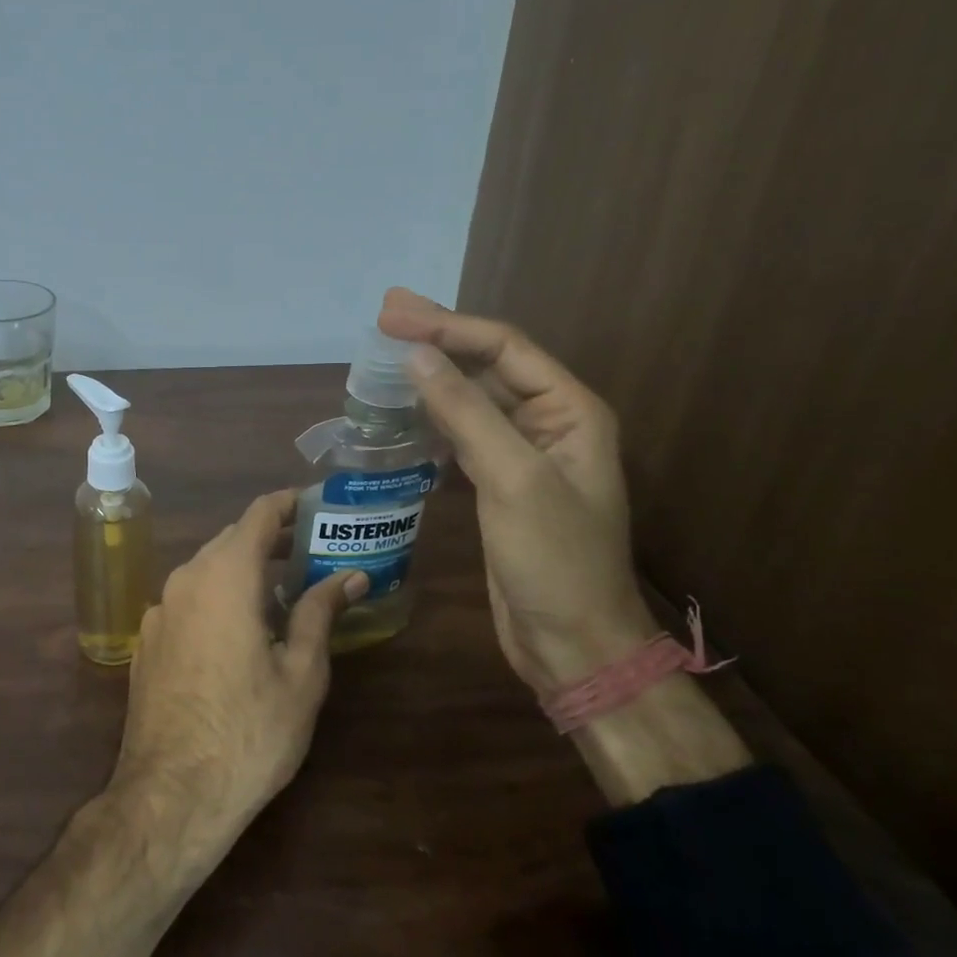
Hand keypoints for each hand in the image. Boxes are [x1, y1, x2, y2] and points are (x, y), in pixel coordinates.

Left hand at [111, 488, 368, 858]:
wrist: (170, 795)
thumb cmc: (249, 732)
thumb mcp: (301, 673)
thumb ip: (321, 613)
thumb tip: (350, 575)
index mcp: (225, 576)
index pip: (258, 514)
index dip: (289, 503)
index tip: (317, 505)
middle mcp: (185, 579)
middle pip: (231, 539)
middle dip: (270, 539)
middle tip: (311, 553)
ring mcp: (159, 610)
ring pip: (206, 569)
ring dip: (243, 569)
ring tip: (281, 592)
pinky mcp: (147, 640)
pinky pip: (188, 599)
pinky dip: (217, 596)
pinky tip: (238, 631)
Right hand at [377, 288, 654, 687]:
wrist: (572, 642)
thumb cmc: (554, 559)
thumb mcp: (513, 479)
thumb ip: (466, 413)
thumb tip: (418, 355)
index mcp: (569, 411)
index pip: (503, 348)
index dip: (447, 326)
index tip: (392, 316)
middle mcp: (548, 423)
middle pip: (486, 365)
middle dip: (437, 338)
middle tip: (385, 314)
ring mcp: (522, 455)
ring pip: (471, 399)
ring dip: (431, 376)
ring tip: (384, 355)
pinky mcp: (498, 484)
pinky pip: (461, 435)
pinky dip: (431, 418)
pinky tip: (402, 411)